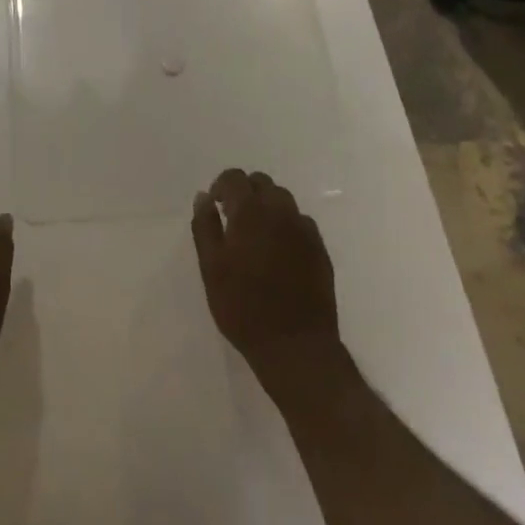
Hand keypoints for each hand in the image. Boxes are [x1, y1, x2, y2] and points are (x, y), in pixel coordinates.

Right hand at [192, 168, 340, 386]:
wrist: (296, 347)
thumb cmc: (243, 307)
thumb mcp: (211, 268)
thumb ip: (205, 226)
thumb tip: (204, 196)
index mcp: (250, 211)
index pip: (235, 178)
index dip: (222, 186)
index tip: (215, 206)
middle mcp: (280, 211)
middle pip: (262, 183)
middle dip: (245, 193)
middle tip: (233, 219)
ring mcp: (304, 230)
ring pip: (283, 200)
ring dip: (267, 206)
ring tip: (256, 235)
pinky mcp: (320, 249)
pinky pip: (300, 222)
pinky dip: (287, 225)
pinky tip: (279, 252)